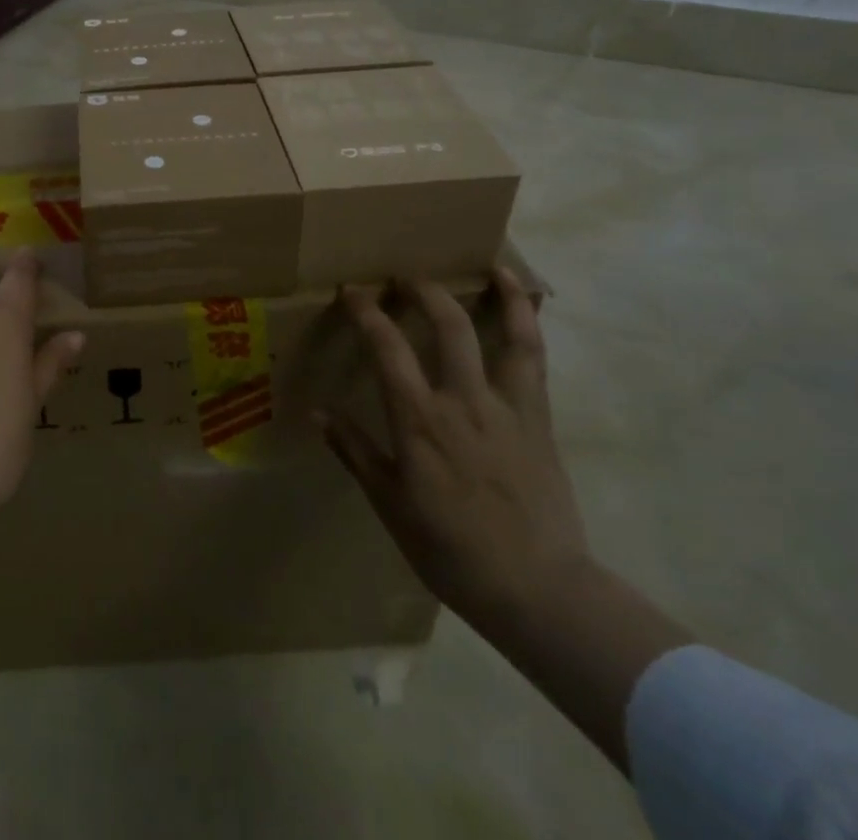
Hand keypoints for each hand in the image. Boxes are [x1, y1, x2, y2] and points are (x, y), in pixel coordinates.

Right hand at [317, 268, 587, 630]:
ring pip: (505, 334)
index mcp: (419, 421)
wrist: (538, 590)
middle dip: (422, 290)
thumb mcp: (390, 505)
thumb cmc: (451, 551)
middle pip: (445, 325)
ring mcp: (507, 406)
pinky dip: (531, 325)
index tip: (351, 290)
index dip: (366, 311)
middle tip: (404, 276)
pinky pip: (536, 360)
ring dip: (497, 294)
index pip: (386, 347)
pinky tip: (528, 304)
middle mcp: (463, 400)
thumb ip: (355, 452)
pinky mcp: (538, 418)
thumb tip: (318, 412)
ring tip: (488, 266)